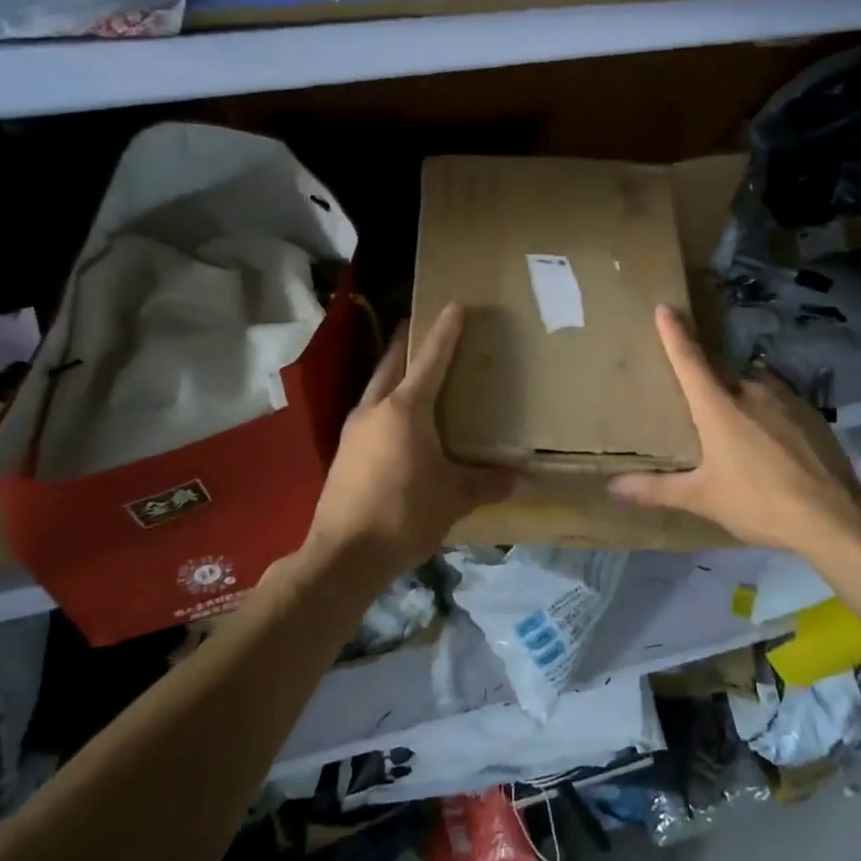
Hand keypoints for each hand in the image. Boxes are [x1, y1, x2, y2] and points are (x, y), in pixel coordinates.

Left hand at [304, 302, 514, 577]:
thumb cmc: (405, 515)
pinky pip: (369, 412)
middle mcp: (375, 409)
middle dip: (408, 342)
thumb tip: (517, 478)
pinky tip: (395, 420)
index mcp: (406, 410)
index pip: (431, 360)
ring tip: (411, 369)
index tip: (454, 305)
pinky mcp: (344, 453)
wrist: (344, 554)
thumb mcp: (453, 498)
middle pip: (392, 363)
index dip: (445, 332)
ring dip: (393, 371)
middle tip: (421, 324)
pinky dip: (385, 402)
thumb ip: (486, 483)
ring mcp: (353, 430)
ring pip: (376, 386)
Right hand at [609, 305, 860, 554]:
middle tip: (703, 415)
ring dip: (743, 403)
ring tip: (742, 437)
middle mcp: (751, 391)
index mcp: (718, 407)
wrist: (833, 516)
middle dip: (711, 389)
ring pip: (754, 389)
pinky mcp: (812, 414)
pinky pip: (781, 404)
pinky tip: (775, 448)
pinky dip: (771, 417)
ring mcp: (786, 399)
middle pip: (722, 378)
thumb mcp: (702, 499)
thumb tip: (613, 487)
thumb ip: (656, 490)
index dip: (674, 334)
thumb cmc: (758, 502)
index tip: (665, 308)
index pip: (689, 360)